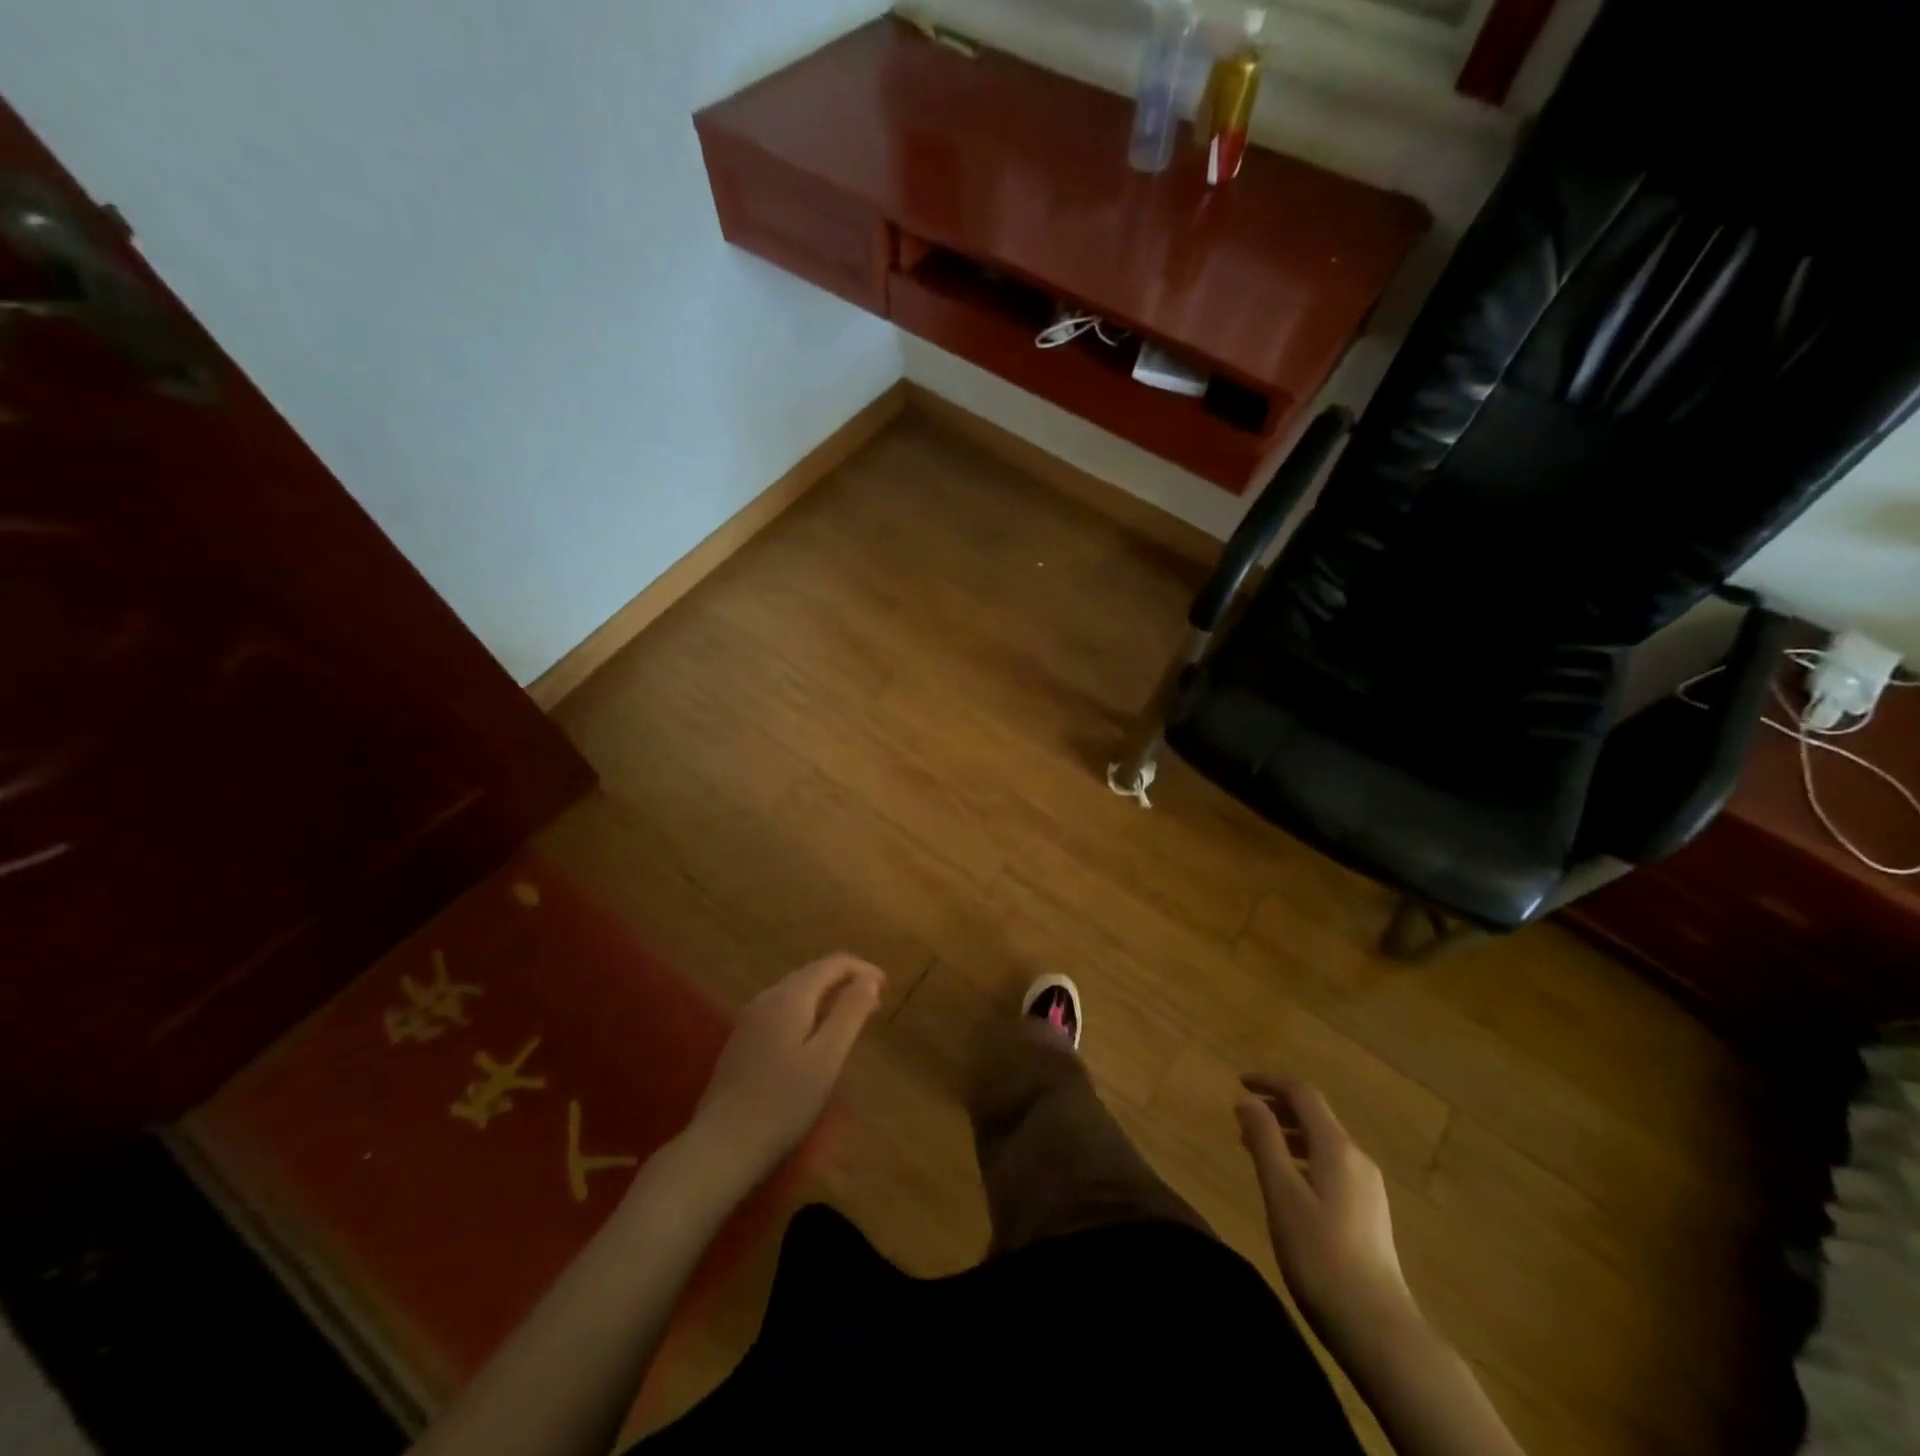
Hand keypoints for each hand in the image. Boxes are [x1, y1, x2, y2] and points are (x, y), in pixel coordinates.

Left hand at [688, 954, 884, 1186]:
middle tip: (874, 1004)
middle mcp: (768, 997)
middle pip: (812, 974)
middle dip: (846, 982)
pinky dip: (808, 1012)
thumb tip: (869, 980)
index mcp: (790, 997)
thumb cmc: (783, 1102)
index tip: (887, 987)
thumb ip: (849, 1013)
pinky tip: (815, 1037)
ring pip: (796, 992)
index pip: (832, 964)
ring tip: (851, 1019)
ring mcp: (750, 1019)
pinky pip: (782, 1010)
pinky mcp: (743, 1040)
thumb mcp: (827, 1058)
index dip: (862, 969)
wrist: (722, 1145)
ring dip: (827, 997)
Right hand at [1235, 1074, 1416, 1353]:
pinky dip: (1302, 1158)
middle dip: (1277, 1108)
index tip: (1239, 1081)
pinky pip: (1330, 1166)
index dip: (1270, 1081)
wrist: (1379, 1330)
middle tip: (1242, 1116)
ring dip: (1288, 1134)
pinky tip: (1286, 1184)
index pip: (1303, 1094)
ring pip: (1323, 1142)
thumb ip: (1264, 1141)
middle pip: (1315, 1116)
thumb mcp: (1282, 1194)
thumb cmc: (1321, 1256)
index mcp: (1337, 1148)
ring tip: (1256, 1149)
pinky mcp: (1368, 1213)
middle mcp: (1357, 1159)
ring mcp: (1368, 1188)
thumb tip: (1247, 1100)